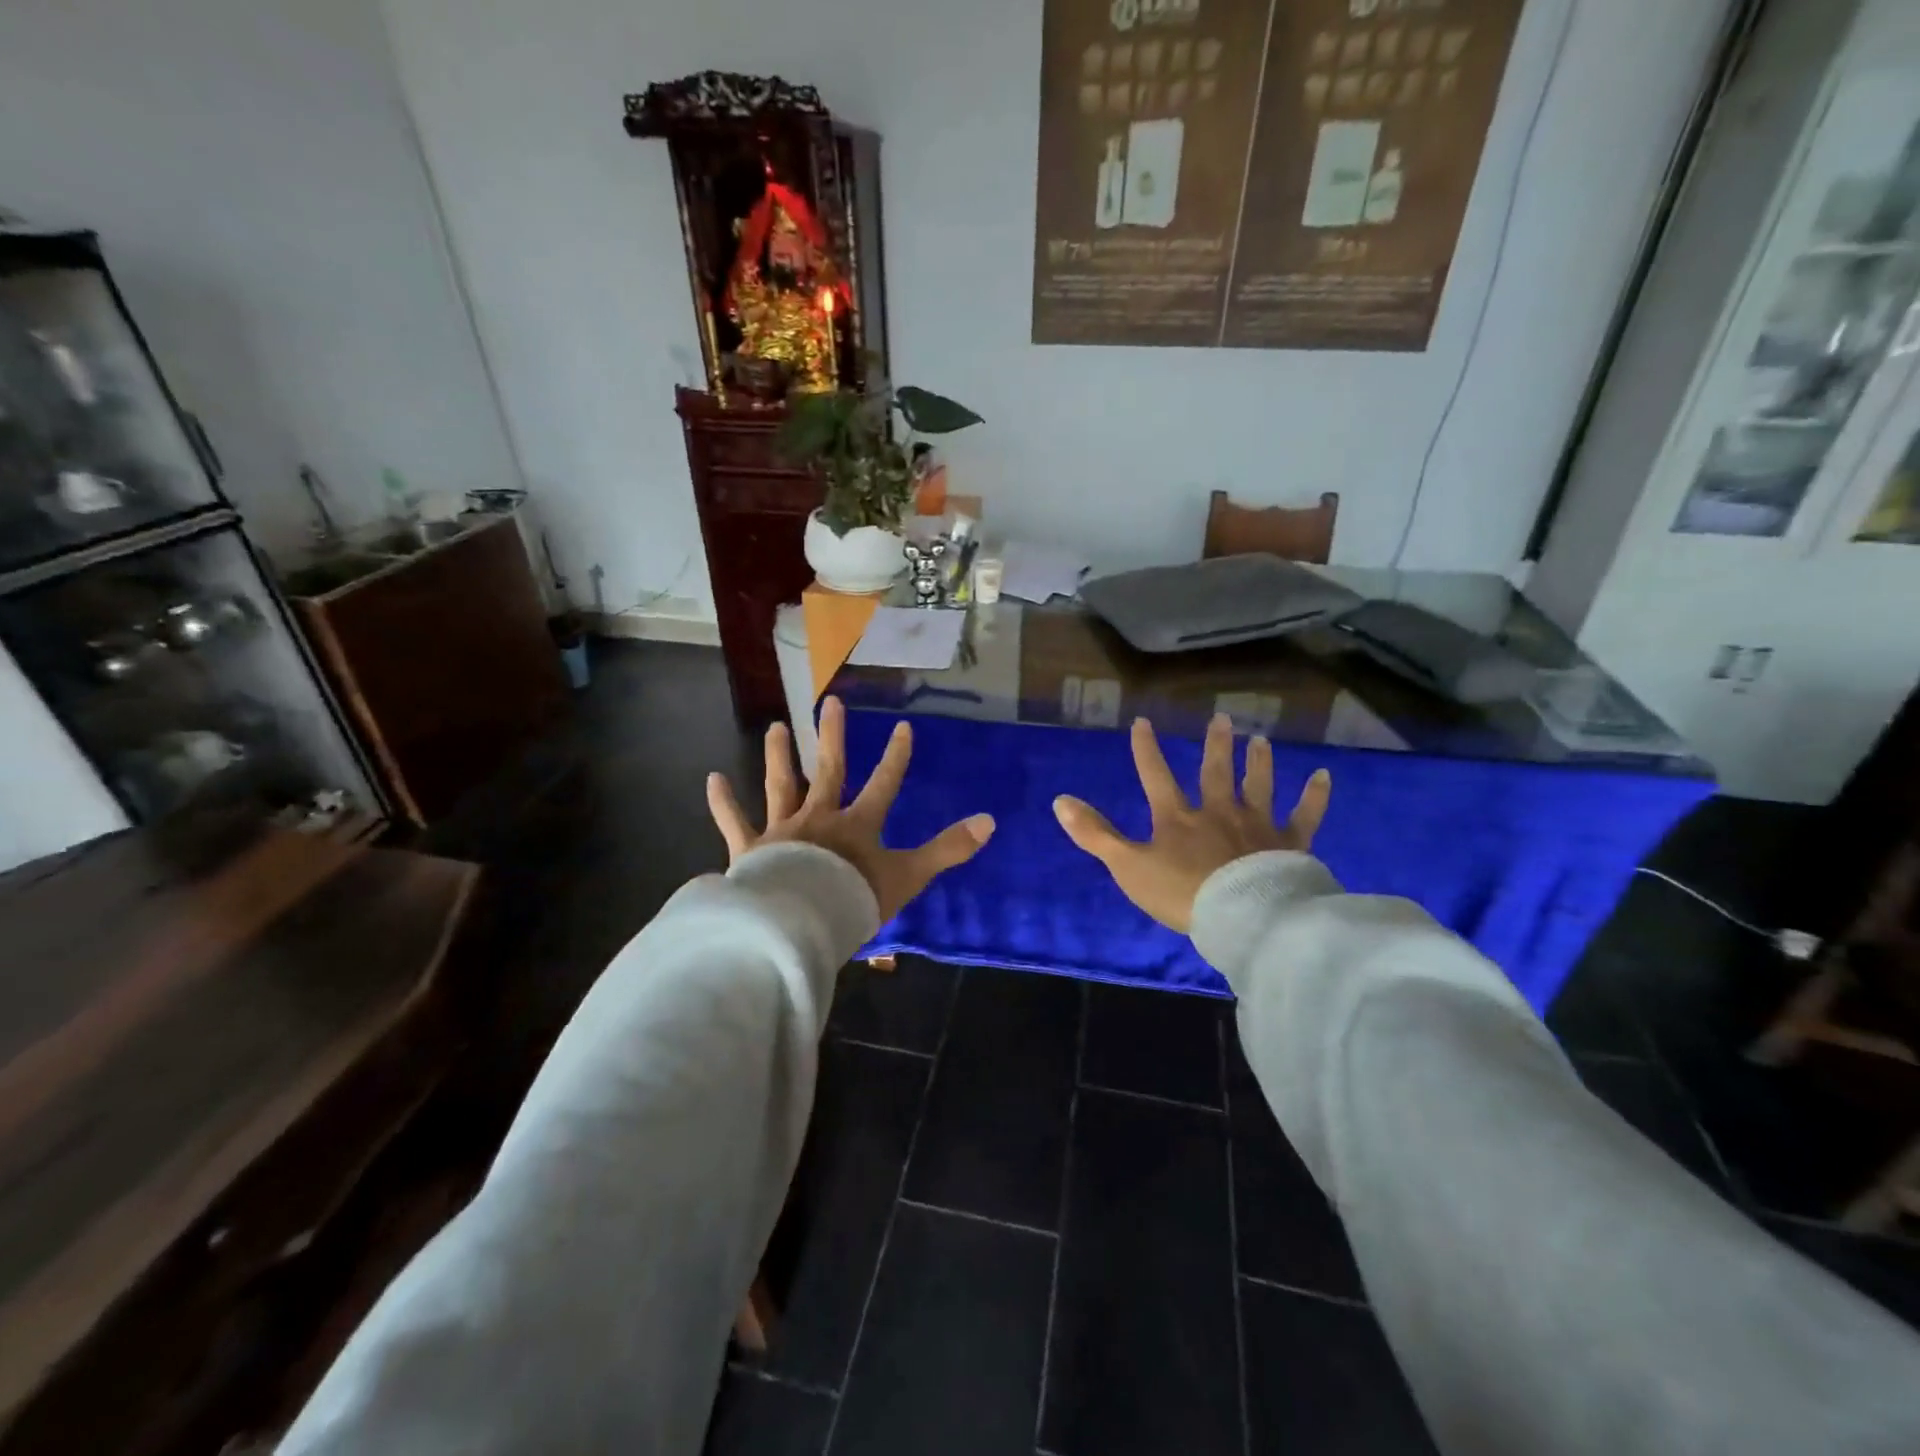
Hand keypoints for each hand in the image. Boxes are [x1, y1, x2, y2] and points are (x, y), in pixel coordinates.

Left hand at [707, 696, 995, 923]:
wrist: (800, 922)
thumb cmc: (855, 900)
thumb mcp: (909, 876)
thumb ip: (947, 849)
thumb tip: (990, 822)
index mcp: (858, 825)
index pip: (884, 784)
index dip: (896, 757)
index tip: (903, 727)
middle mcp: (820, 817)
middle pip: (829, 770)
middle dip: (833, 737)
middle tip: (830, 703)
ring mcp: (783, 830)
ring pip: (781, 785)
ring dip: (780, 756)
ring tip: (776, 728)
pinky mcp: (751, 849)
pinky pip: (734, 822)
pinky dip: (723, 802)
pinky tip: (713, 779)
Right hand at [1053, 713, 1330, 933]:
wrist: (1242, 917)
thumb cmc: (1181, 893)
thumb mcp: (1127, 866)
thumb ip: (1095, 834)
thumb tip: (1060, 800)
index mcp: (1177, 818)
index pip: (1156, 776)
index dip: (1146, 749)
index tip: (1143, 722)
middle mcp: (1218, 811)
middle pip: (1215, 772)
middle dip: (1215, 745)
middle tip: (1221, 717)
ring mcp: (1257, 824)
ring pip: (1258, 785)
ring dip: (1258, 761)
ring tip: (1259, 739)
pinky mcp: (1290, 843)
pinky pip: (1305, 815)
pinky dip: (1315, 796)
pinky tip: (1324, 776)